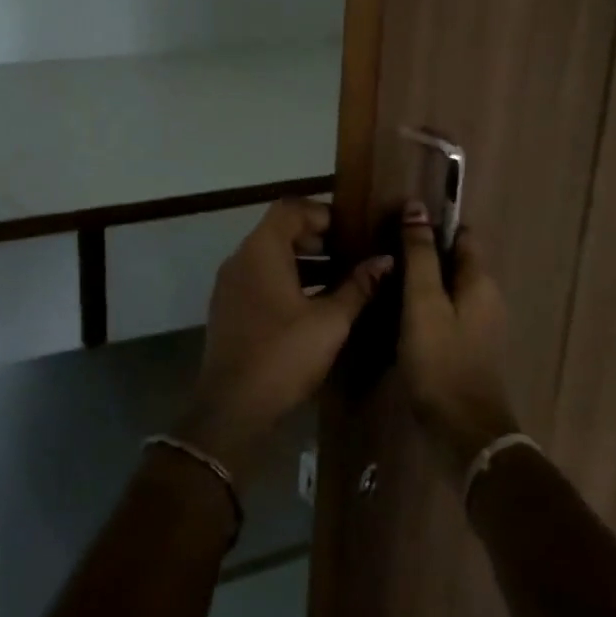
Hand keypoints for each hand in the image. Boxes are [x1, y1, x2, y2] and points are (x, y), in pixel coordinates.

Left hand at [176, 199, 389, 484]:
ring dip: (304, 262)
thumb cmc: (284, 355)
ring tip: (341, 280)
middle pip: (280, 230)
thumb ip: (358, 286)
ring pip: (270, 257)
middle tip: (351, 255)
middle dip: (317, 239)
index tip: (352, 232)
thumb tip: (386, 260)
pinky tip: (314, 305)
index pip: (291, 208)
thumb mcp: (330, 321)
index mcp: (262, 250)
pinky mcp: (229, 308)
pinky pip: (260, 279)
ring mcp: (230, 284)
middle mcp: (241, 258)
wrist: (232, 407)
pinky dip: (287, 281)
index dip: (323, 213)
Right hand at [398, 201, 518, 477]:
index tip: (396, 223)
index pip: (460, 235)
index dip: (431, 224)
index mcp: (480, 281)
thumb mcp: (423, 302)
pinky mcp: (467, 348)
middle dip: (422, 253)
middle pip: (454, 261)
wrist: (464, 433)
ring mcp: (480, 325)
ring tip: (383, 280)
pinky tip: (397, 314)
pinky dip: (424, 306)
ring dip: (421, 281)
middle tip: (382, 252)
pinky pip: (445, 313)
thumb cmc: (441, 360)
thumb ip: (420, 255)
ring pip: (448, 288)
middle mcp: (486, 297)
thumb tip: (417, 207)